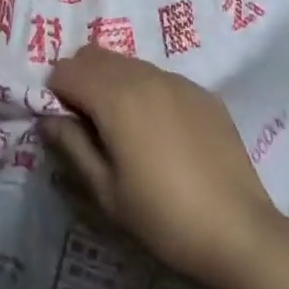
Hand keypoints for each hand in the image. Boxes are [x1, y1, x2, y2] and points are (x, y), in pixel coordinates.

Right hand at [43, 45, 284, 288]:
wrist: (240, 233)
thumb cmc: (164, 218)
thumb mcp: (106, 192)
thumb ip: (72, 145)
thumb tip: (48, 118)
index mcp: (115, 96)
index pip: (66, 70)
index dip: (56, 94)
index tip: (64, 127)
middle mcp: (144, 74)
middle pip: (94, 55)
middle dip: (81, 80)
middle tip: (88, 126)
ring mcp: (176, 80)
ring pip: (127, 63)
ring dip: (112, 83)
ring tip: (123, 131)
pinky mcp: (201, 92)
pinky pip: (159, 78)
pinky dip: (145, 92)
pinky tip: (161, 135)